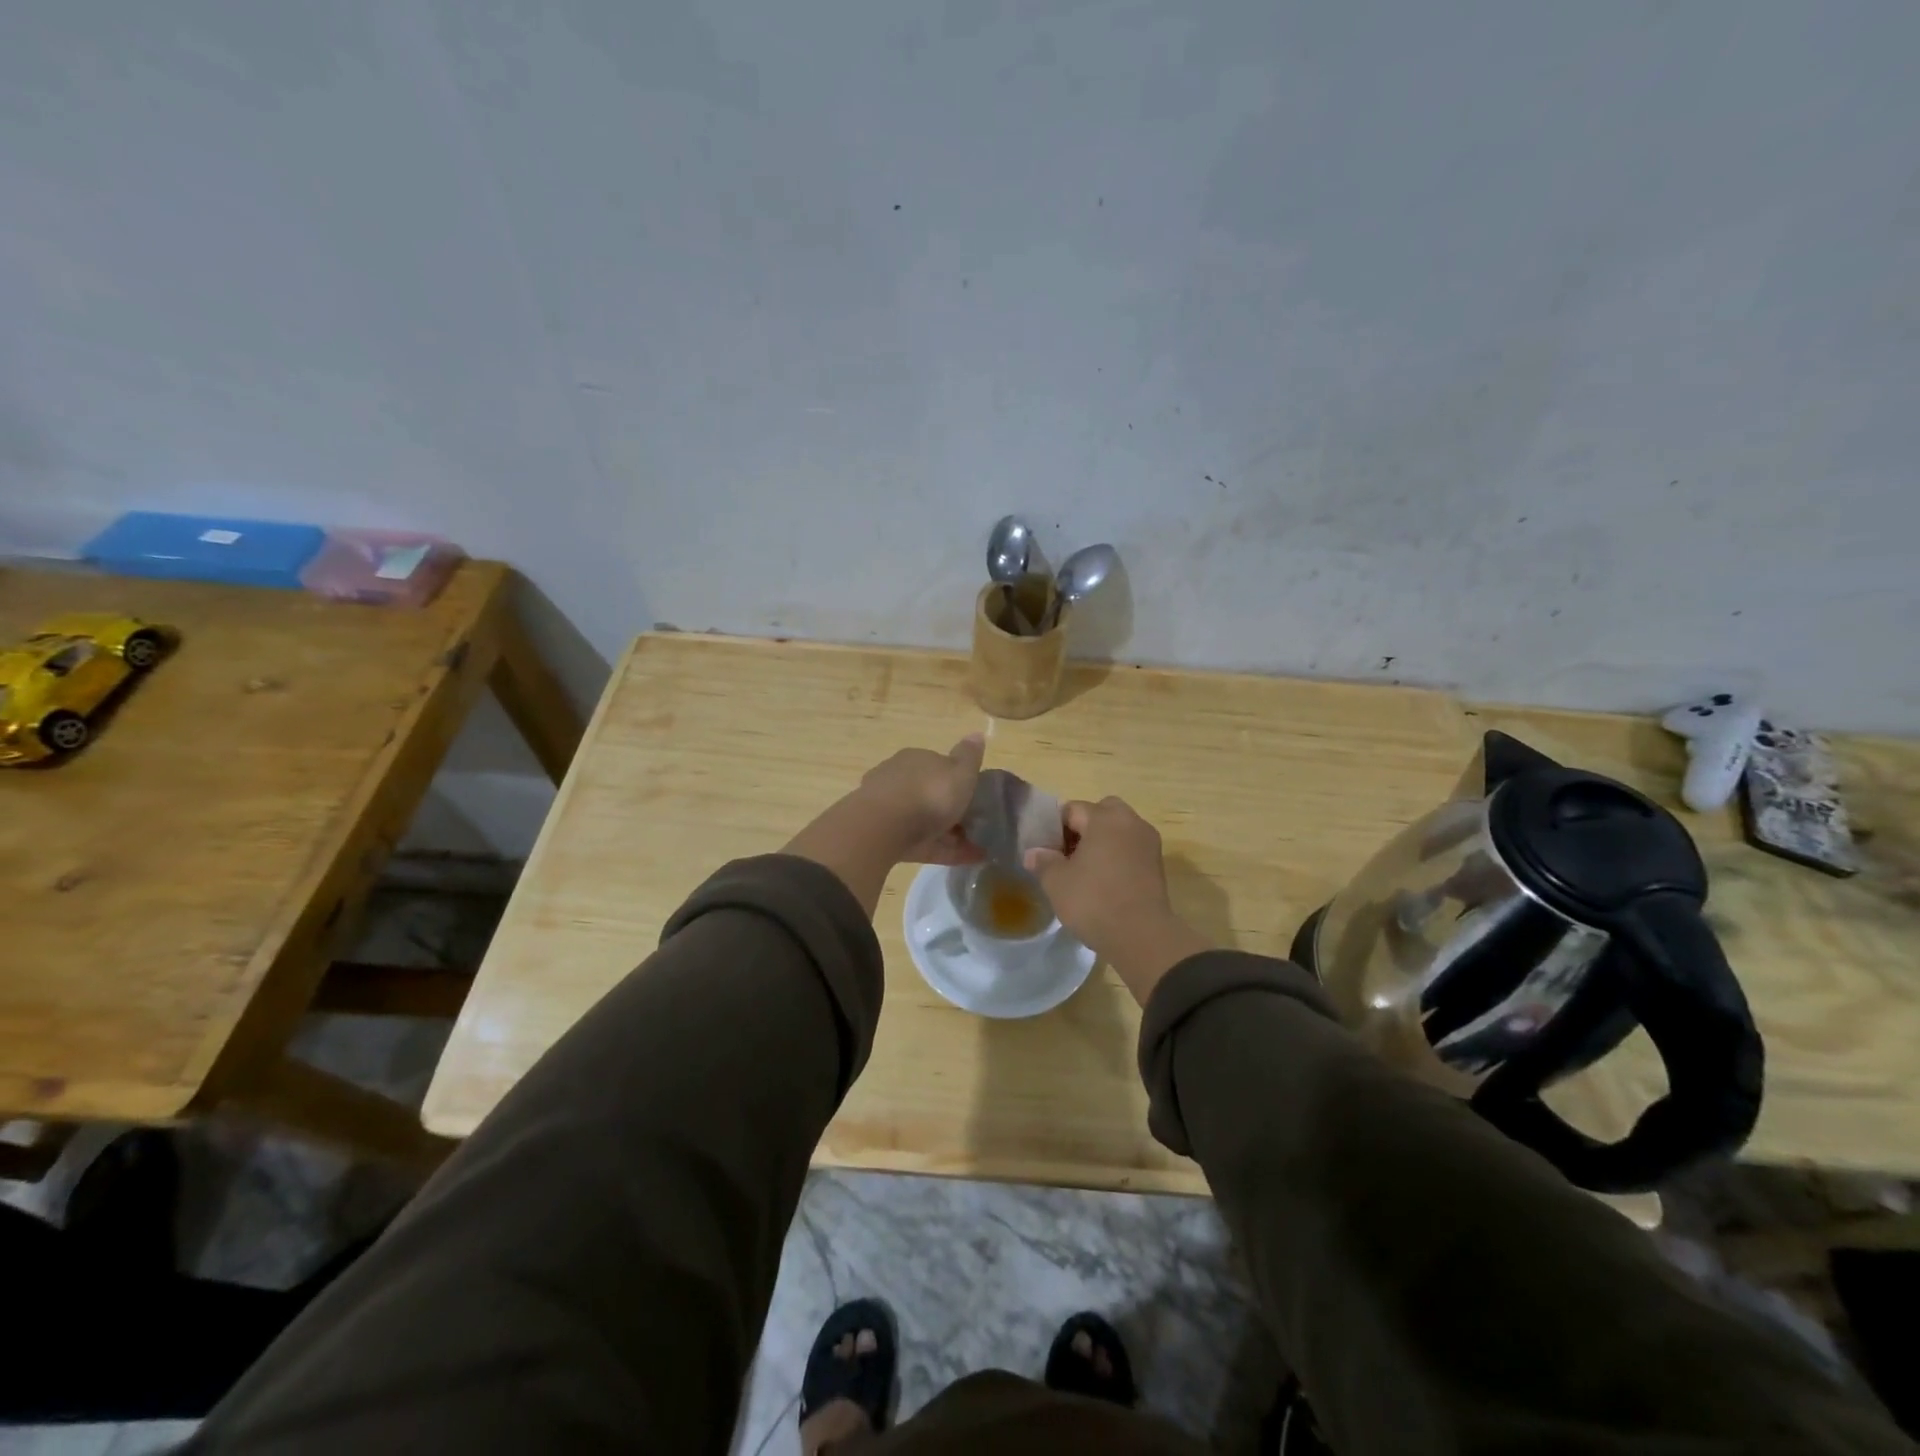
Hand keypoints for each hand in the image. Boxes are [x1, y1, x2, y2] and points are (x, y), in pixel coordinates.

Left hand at [854, 734, 986, 864]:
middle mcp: (899, 779)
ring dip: (951, 834)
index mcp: (916, 759)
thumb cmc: (929, 793)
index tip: (977, 798)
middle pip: (930, 794)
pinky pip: (922, 843)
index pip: (939, 766)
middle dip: (951, 810)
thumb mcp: (960, 771)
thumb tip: (977, 734)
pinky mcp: (887, 837)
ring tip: (978, 851)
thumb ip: (970, 756)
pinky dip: (943, 850)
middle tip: (978, 827)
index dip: (958, 782)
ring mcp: (889, 810)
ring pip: (925, 821)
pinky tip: (966, 860)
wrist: (883, 827)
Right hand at [1025, 797, 1210, 1003]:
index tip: (1045, 850)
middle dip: (1082, 829)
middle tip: (1066, 855)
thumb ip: (1043, 861)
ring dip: (1101, 843)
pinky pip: (1130, 850)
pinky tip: (1104, 883)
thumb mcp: (1056, 882)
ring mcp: (1148, 843)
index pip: (1072, 809)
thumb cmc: (1094, 900)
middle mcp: (1131, 822)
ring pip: (1118, 831)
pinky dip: (1117, 858)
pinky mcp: (1158, 866)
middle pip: (1101, 813)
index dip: (1054, 827)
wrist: (1141, 937)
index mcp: (1105, 818)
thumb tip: (1033, 853)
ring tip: (1084, 872)